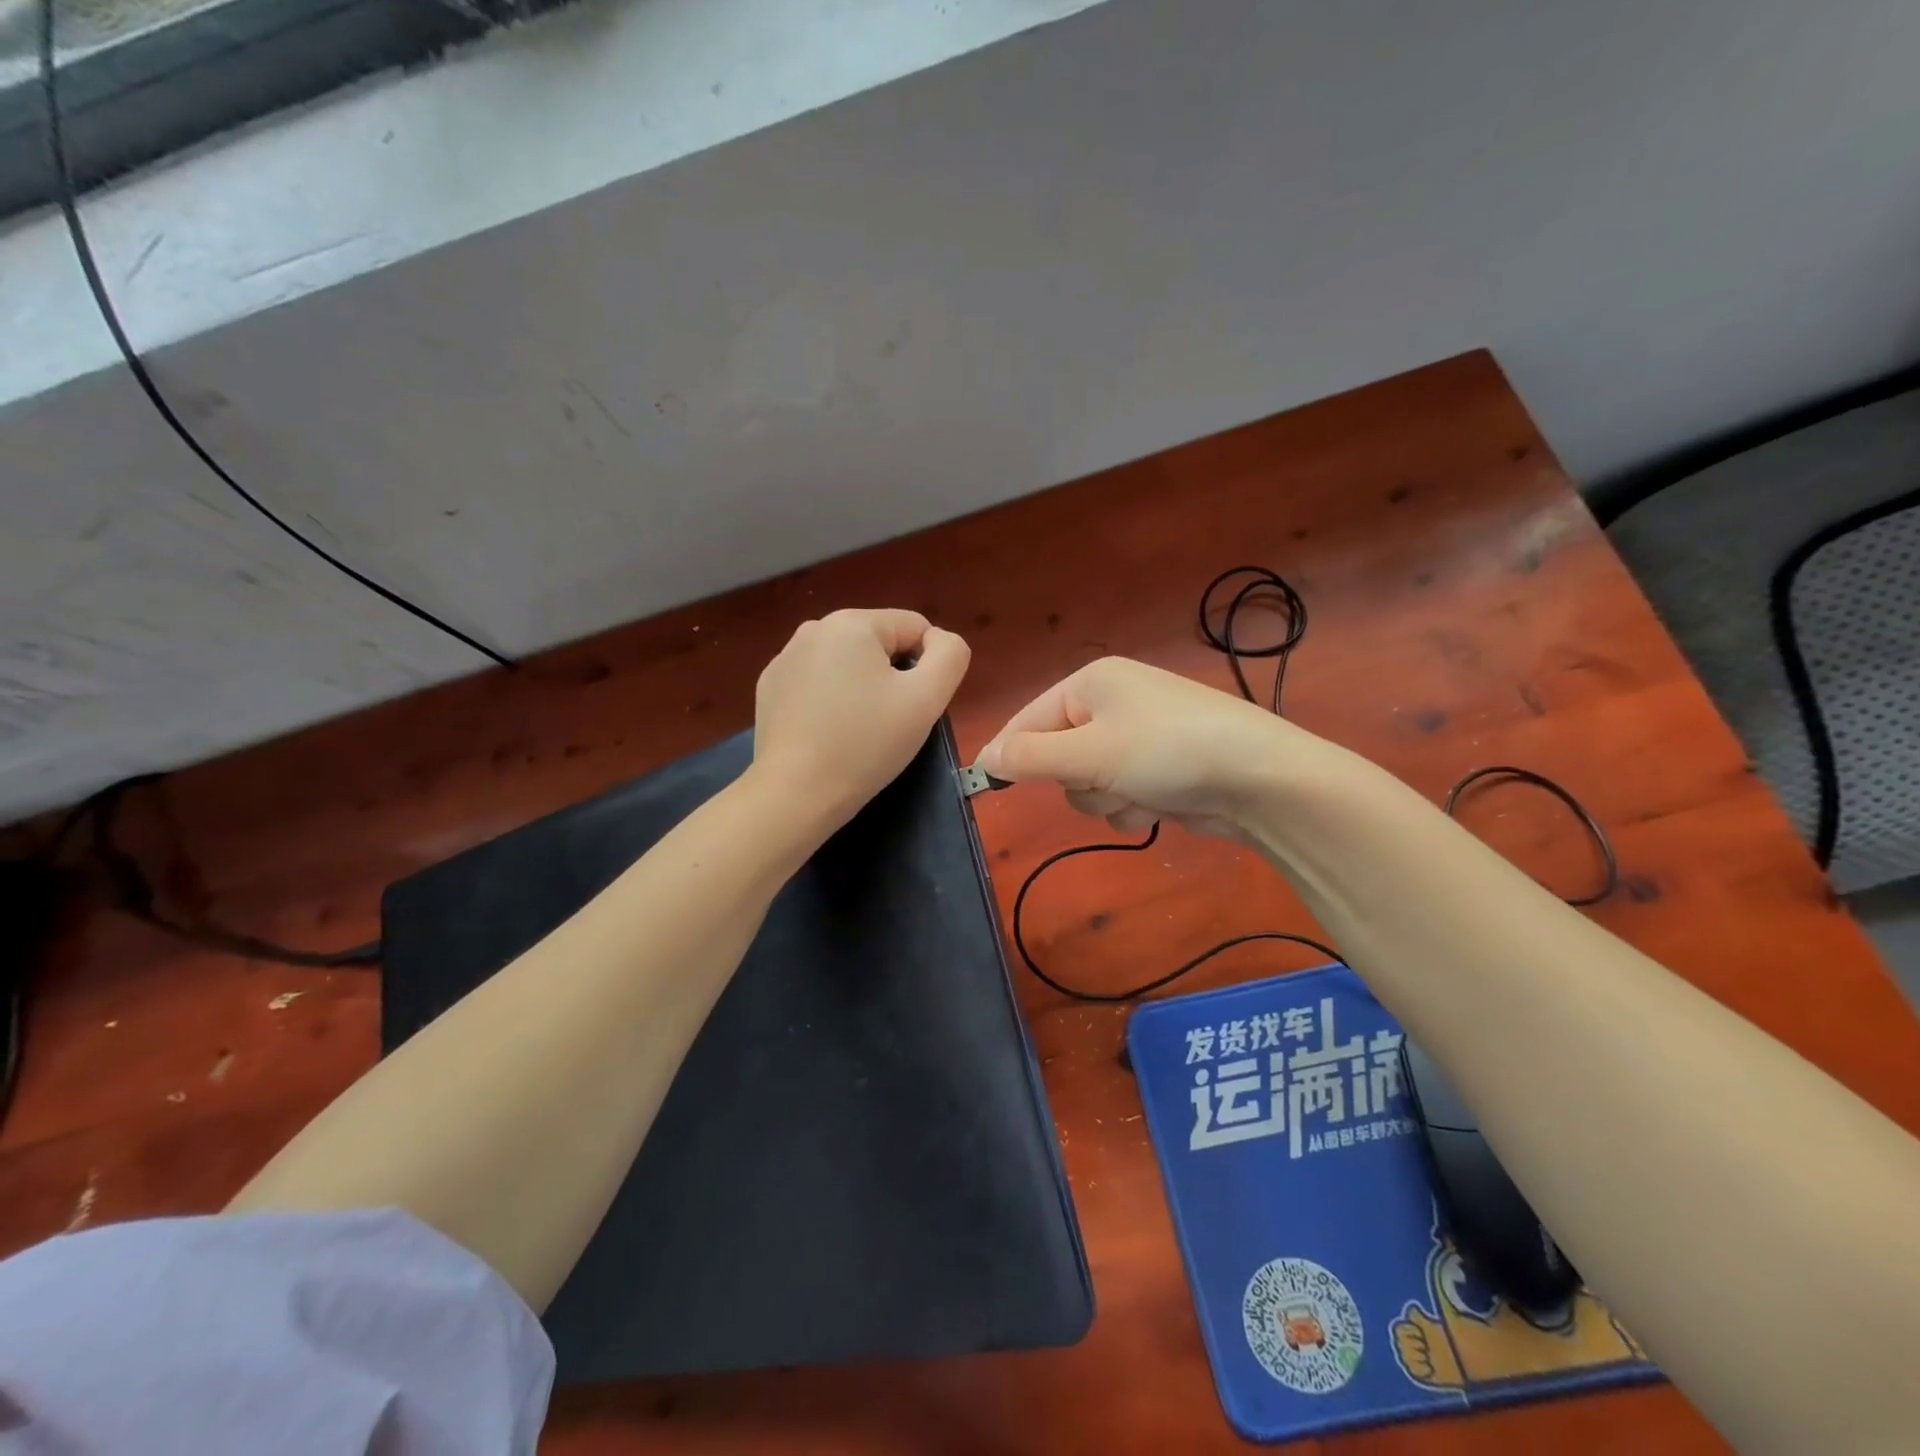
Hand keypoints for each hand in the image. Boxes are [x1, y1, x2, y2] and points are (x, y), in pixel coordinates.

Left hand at [752, 608, 970, 829]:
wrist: (796, 793)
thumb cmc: (866, 744)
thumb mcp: (927, 699)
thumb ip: (950, 655)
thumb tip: (940, 640)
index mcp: (852, 622)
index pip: (915, 627)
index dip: (928, 667)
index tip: (915, 707)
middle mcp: (813, 628)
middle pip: (880, 644)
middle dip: (893, 677)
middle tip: (889, 722)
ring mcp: (785, 658)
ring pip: (848, 663)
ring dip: (862, 688)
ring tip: (858, 730)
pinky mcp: (770, 688)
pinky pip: (818, 682)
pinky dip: (831, 700)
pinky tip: (828, 733)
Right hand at [978, 657, 1317, 840]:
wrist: (1259, 779)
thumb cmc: (1166, 751)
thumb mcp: (1089, 753)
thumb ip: (1030, 757)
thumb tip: (984, 758)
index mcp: (1091, 683)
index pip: (1028, 719)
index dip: (1009, 753)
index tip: (985, 786)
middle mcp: (1111, 704)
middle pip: (1056, 756)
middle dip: (1076, 779)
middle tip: (1101, 779)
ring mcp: (1136, 739)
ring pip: (1086, 783)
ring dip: (1105, 799)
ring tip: (1138, 793)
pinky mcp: (1156, 770)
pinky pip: (1117, 796)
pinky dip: (1131, 807)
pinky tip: (1158, 805)